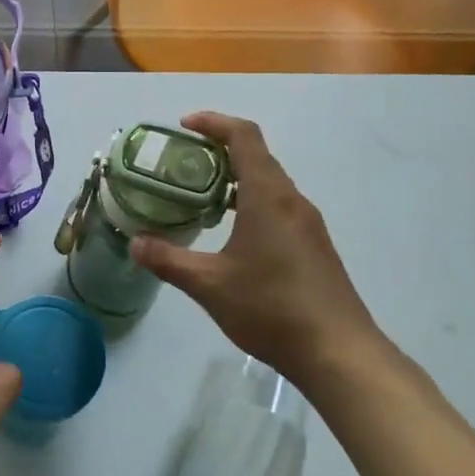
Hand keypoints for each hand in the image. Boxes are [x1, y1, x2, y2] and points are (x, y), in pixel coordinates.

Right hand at [133, 112, 383, 381]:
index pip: (243, 136)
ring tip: (199, 197)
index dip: (214, 122)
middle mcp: (291, 200)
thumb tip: (135, 243)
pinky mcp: (314, 245)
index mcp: (267, 196)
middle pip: (256, 156)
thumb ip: (168, 260)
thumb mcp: (209, 285)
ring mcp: (307, 223)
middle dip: (218, 150)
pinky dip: (250, 202)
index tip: (184, 126)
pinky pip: (278, 206)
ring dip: (235, 179)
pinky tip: (231, 233)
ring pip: (268, 183)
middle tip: (181, 165)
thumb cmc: (271, 308)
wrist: (339, 352)